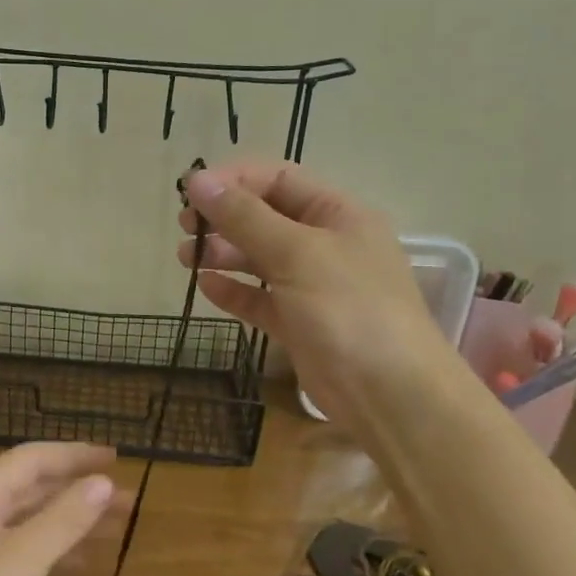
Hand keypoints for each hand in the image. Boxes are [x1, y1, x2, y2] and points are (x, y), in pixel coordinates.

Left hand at [0, 442, 122, 575]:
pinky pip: (21, 552)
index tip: (116, 458)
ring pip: (29, 522)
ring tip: (116, 529)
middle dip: (79, 491)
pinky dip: (52, 552)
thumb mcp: (21, 559)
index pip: (33, 458)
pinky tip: (80, 564)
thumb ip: (64, 518)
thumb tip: (104, 482)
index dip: (75, 455)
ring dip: (70, 522)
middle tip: (127, 500)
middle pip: (32, 489)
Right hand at [178, 160, 468, 438]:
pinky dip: (235, 290)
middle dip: (224, 218)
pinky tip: (207, 287)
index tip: (191, 192)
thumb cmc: (349, 309)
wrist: (390, 396)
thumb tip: (197, 180)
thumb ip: (245, 217)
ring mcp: (314, 286)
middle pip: (266, 217)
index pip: (279, 179)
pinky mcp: (300, 323)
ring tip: (186, 258)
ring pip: (260, 258)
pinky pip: (261, 298)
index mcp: (338, 214)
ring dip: (223, 253)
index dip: (234, 180)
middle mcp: (327, 244)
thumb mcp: (297, 253)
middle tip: (185, 227)